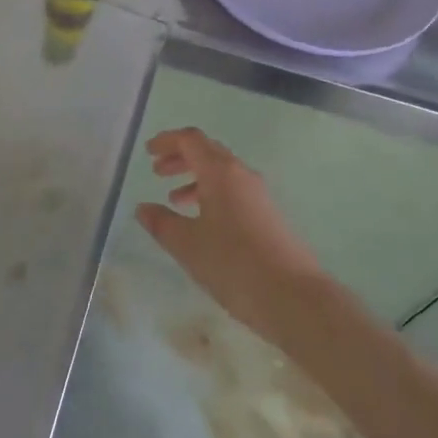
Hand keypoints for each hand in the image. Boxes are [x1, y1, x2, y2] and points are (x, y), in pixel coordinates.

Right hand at [134, 127, 328, 347]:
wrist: (294, 297)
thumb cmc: (235, 264)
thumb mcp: (188, 245)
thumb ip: (162, 223)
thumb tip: (143, 208)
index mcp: (220, 171)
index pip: (190, 140)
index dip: (167, 141)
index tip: (148, 151)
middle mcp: (241, 174)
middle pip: (207, 151)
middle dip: (180, 158)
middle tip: (157, 172)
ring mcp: (258, 194)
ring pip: (221, 173)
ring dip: (195, 179)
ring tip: (175, 200)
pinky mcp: (267, 215)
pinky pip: (233, 191)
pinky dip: (212, 195)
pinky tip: (203, 223)